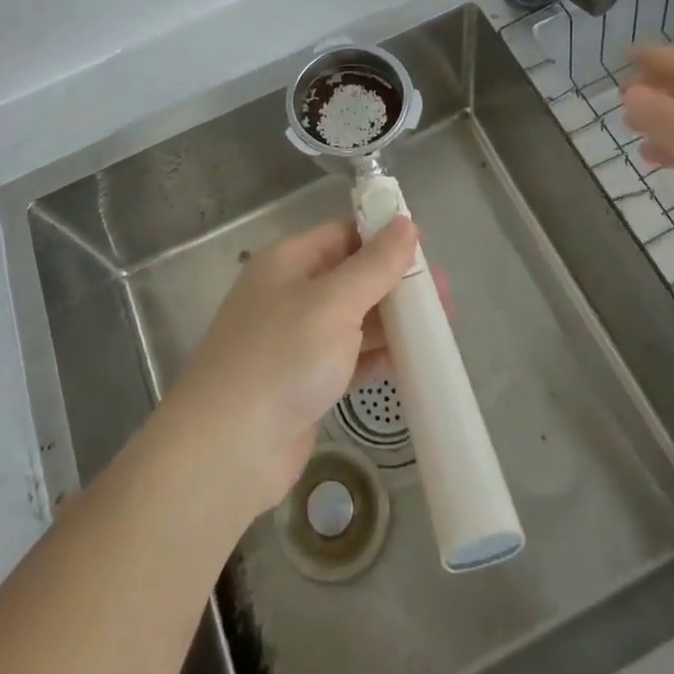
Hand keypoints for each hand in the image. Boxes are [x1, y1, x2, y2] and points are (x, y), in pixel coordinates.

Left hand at [164, 217, 418, 515]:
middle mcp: (291, 294)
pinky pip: (350, 358)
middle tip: (445, 297)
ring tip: (441, 328)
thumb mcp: (333, 303)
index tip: (428, 250)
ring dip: (393, 321)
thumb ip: (374, 265)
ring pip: (354, 319)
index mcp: (289, 261)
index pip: (343, 234)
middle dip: (396, 283)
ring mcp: (297, 341)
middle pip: (352, 276)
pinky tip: (414, 361)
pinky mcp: (306, 382)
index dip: (384, 236)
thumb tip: (406, 223)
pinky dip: (379, 356)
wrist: (228, 450)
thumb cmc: (281, 358)